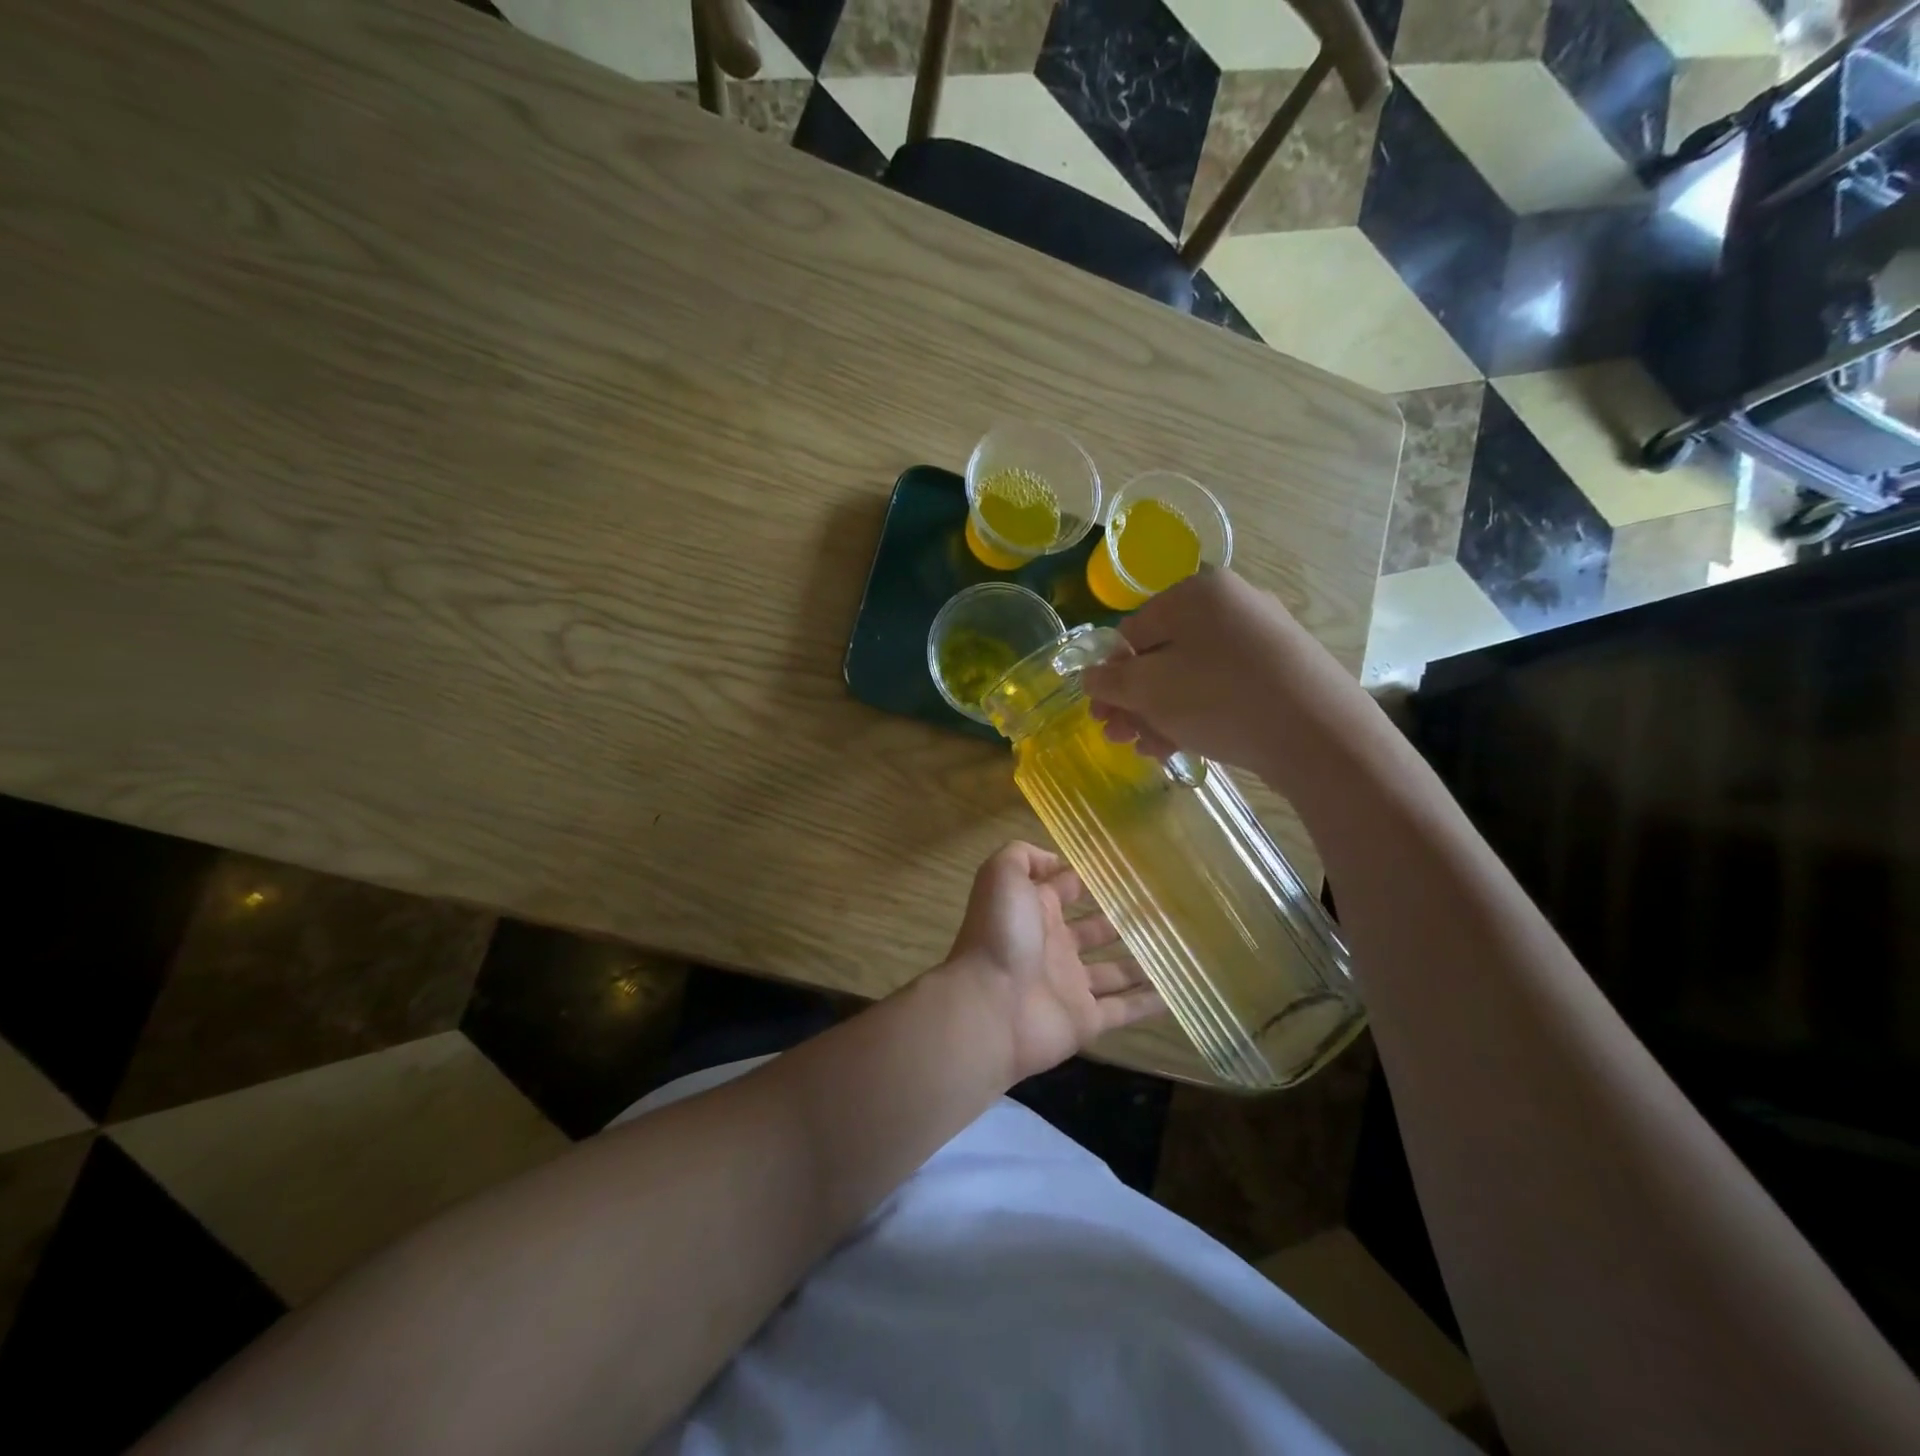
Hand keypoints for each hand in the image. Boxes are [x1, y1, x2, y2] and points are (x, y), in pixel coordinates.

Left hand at [940, 842, 1162, 1083]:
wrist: (989, 1007)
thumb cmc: (999, 935)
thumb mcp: (1001, 876)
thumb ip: (1024, 857)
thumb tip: (1056, 860)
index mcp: (1035, 911)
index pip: (1066, 888)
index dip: (1090, 877)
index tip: (1128, 869)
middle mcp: (1054, 946)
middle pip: (1095, 930)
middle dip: (1122, 919)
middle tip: (1163, 909)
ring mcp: (1070, 985)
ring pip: (1114, 971)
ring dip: (1142, 961)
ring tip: (1180, 948)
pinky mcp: (1085, 1021)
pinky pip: (1124, 1010)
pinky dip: (1149, 1003)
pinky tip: (1178, 993)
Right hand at [1080, 566, 1364, 776]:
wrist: (1320, 734)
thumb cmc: (1221, 699)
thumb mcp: (1149, 690)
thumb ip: (1110, 681)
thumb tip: (1090, 676)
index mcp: (1196, 593)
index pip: (1132, 632)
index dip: (1110, 676)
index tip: (1102, 714)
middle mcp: (1232, 603)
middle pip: (1162, 654)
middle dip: (1135, 700)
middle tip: (1121, 736)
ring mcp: (1262, 635)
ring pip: (1192, 674)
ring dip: (1161, 713)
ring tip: (1151, 749)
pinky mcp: (1283, 669)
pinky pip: (1224, 685)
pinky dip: (1198, 712)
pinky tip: (1183, 745)